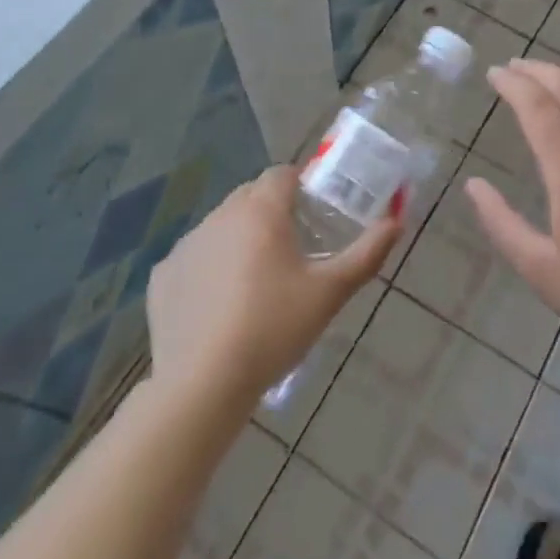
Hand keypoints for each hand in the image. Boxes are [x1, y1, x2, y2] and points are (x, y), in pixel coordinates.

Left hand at [147, 164, 396, 417]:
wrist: (204, 383)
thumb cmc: (274, 329)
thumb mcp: (330, 293)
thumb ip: (366, 254)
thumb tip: (396, 223)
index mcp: (261, 211)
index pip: (282, 175)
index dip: (300, 187)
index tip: (313, 215)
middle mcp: (221, 215)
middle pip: (251, 196)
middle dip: (271, 211)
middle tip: (291, 251)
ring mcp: (187, 244)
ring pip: (221, 225)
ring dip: (239, 238)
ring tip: (255, 283)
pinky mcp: (163, 275)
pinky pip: (194, 258)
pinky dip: (208, 269)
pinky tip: (219, 306)